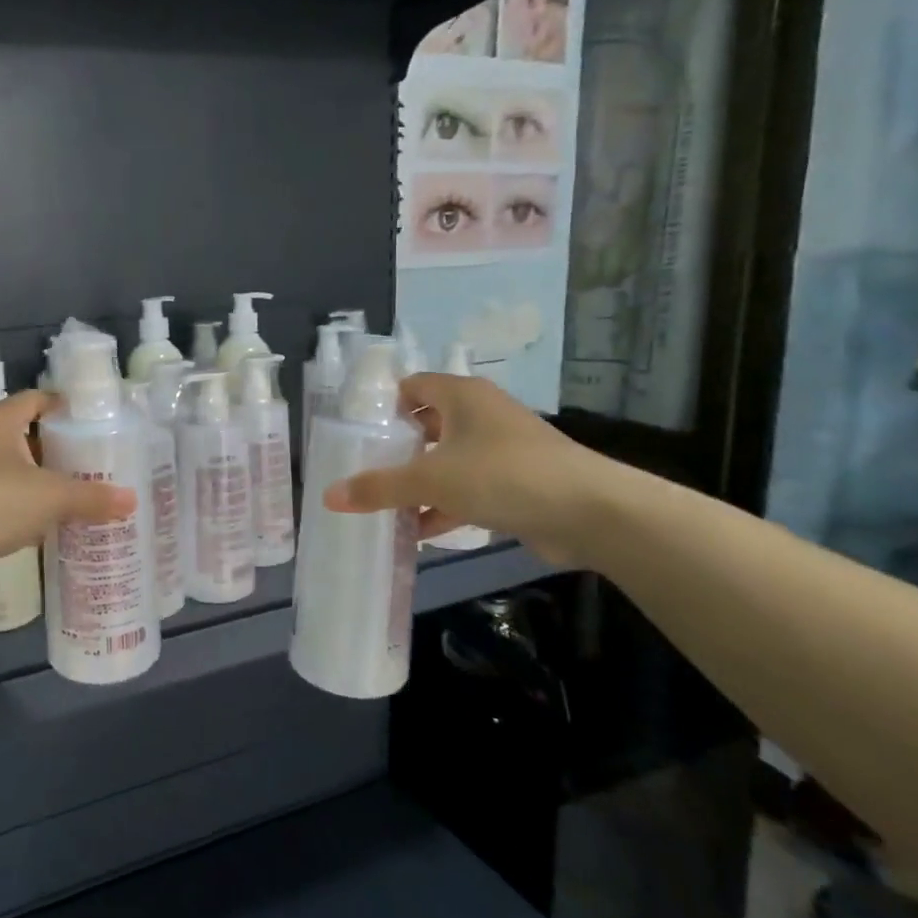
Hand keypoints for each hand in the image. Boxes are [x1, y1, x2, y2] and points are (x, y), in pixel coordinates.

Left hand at [0, 391, 136, 568]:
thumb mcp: (51, 497)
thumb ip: (92, 497)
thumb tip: (132, 500)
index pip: (34, 399)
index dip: (62, 406)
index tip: (90, 421)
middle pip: (22, 434)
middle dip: (53, 447)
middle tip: (89, 462)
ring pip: (8, 469)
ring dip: (35, 480)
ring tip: (71, 493)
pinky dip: (18, 507)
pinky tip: (41, 524)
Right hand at [322, 373, 605, 563]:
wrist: (590, 512)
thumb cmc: (502, 475)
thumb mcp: (432, 480)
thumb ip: (380, 487)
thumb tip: (328, 496)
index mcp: (462, 397)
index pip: (414, 385)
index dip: (385, 405)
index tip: (358, 433)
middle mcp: (481, 415)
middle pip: (427, 425)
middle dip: (398, 449)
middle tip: (364, 470)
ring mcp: (501, 449)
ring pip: (448, 461)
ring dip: (420, 483)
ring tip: (383, 506)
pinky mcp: (516, 483)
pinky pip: (469, 488)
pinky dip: (445, 506)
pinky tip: (419, 532)